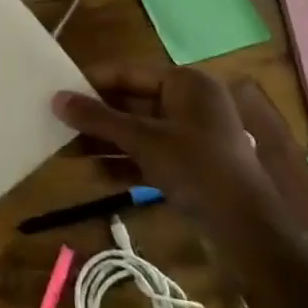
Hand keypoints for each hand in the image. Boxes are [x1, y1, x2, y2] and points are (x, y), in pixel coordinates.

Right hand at [52, 64, 265, 220]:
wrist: (251, 235)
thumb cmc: (199, 171)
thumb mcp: (144, 141)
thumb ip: (99, 119)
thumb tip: (57, 99)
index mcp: (186, 84)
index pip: (128, 72)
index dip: (92, 81)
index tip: (58, 90)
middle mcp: (189, 103)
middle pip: (131, 101)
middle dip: (96, 116)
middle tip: (58, 122)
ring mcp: (190, 136)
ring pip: (137, 130)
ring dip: (105, 141)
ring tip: (66, 150)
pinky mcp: (189, 165)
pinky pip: (148, 154)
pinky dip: (123, 161)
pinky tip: (94, 172)